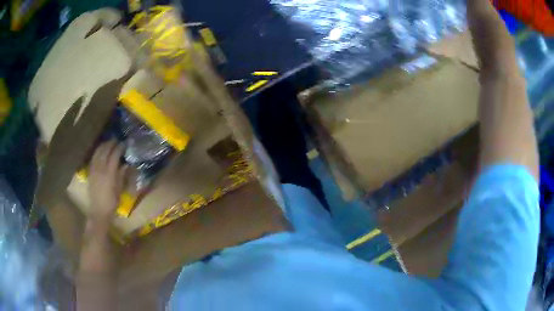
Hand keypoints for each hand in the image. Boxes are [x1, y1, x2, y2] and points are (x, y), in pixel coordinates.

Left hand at [88, 140, 127, 220]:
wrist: (98, 211)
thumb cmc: (112, 203)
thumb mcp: (119, 190)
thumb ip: (122, 175)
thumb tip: (126, 164)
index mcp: (109, 174)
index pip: (114, 156)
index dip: (119, 148)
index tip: (124, 144)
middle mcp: (100, 170)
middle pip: (105, 152)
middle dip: (110, 144)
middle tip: (116, 140)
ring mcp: (94, 171)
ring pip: (97, 154)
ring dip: (103, 146)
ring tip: (107, 143)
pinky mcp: (90, 173)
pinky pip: (93, 159)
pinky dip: (96, 153)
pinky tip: (99, 151)